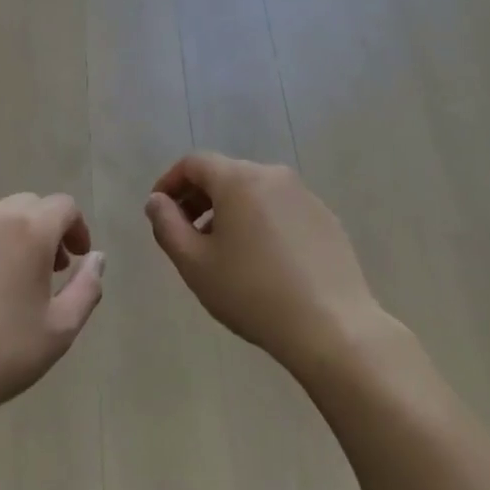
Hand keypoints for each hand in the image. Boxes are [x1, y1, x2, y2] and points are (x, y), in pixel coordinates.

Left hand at [0, 194, 104, 433]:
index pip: (63, 206)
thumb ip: (88, 286)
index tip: (76, 259)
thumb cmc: (0, 356)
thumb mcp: (61, 329)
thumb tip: (96, 258)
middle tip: (46, 270)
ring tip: (3, 284)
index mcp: (27, 230)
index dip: (77, 228)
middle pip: (25, 206)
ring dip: (5, 240)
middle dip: (43, 229)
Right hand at [145, 153, 389, 376]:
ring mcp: (304, 195)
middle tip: (185, 235)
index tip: (158, 212)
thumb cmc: (252, 293)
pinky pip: (280, 209)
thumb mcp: (195, 264)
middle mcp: (273, 175)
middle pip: (225, 174)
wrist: (332, 325)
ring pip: (254, 192)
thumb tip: (157, 201)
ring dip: (229, 211)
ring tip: (222, 252)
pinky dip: (260, 222)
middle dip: (199, 198)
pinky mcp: (325, 218)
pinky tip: (261, 262)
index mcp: (239, 179)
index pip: (194, 163)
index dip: (170, 183)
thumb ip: (167, 225)